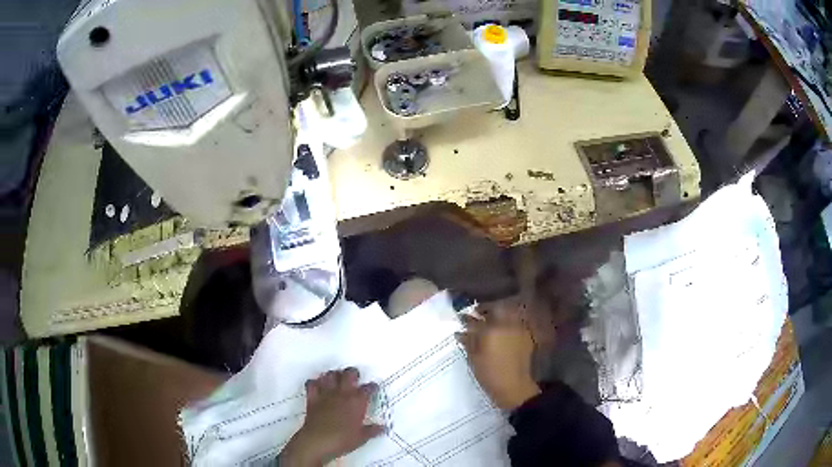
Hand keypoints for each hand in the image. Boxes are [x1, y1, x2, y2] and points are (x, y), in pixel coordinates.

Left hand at [281, 368, 383, 465]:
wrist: (319, 441)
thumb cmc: (343, 440)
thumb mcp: (362, 437)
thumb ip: (372, 430)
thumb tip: (382, 427)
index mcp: (357, 402)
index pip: (368, 389)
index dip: (372, 387)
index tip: (373, 388)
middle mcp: (342, 393)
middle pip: (349, 374)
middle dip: (353, 373)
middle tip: (355, 377)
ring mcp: (326, 394)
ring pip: (330, 375)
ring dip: (334, 375)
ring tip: (337, 378)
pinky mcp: (312, 397)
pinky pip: (312, 383)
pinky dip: (315, 382)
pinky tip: (318, 385)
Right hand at [456, 301, 540, 410]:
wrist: (513, 386)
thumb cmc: (489, 374)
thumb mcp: (474, 358)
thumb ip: (468, 341)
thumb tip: (460, 332)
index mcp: (491, 330)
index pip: (476, 318)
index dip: (467, 317)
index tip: (461, 316)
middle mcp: (506, 324)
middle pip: (495, 309)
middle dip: (485, 310)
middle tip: (476, 314)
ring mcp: (518, 328)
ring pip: (507, 312)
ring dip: (497, 314)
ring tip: (489, 321)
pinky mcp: (526, 335)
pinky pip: (516, 321)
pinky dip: (507, 322)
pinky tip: (501, 329)